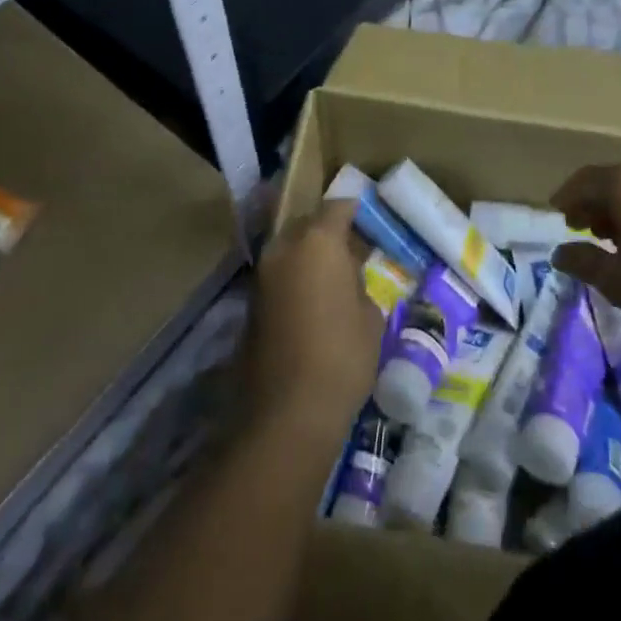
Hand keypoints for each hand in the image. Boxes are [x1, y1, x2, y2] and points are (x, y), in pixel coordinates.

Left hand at [241, 201, 383, 441]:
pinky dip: (294, 278)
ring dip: (308, 256)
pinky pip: (278, 275)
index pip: (338, 207)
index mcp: (317, 241)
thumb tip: (347, 278)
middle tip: (351, 250)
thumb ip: (358, 283)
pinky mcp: (250, 303)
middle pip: (307, 223)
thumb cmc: (341, 356)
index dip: (356, 212)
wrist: (287, 413)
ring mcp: (262, 274)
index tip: (370, 223)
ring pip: (289, 248)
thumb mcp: (369, 316)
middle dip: (327, 231)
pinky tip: (312, 301)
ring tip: (332, 278)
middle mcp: (284, 247)